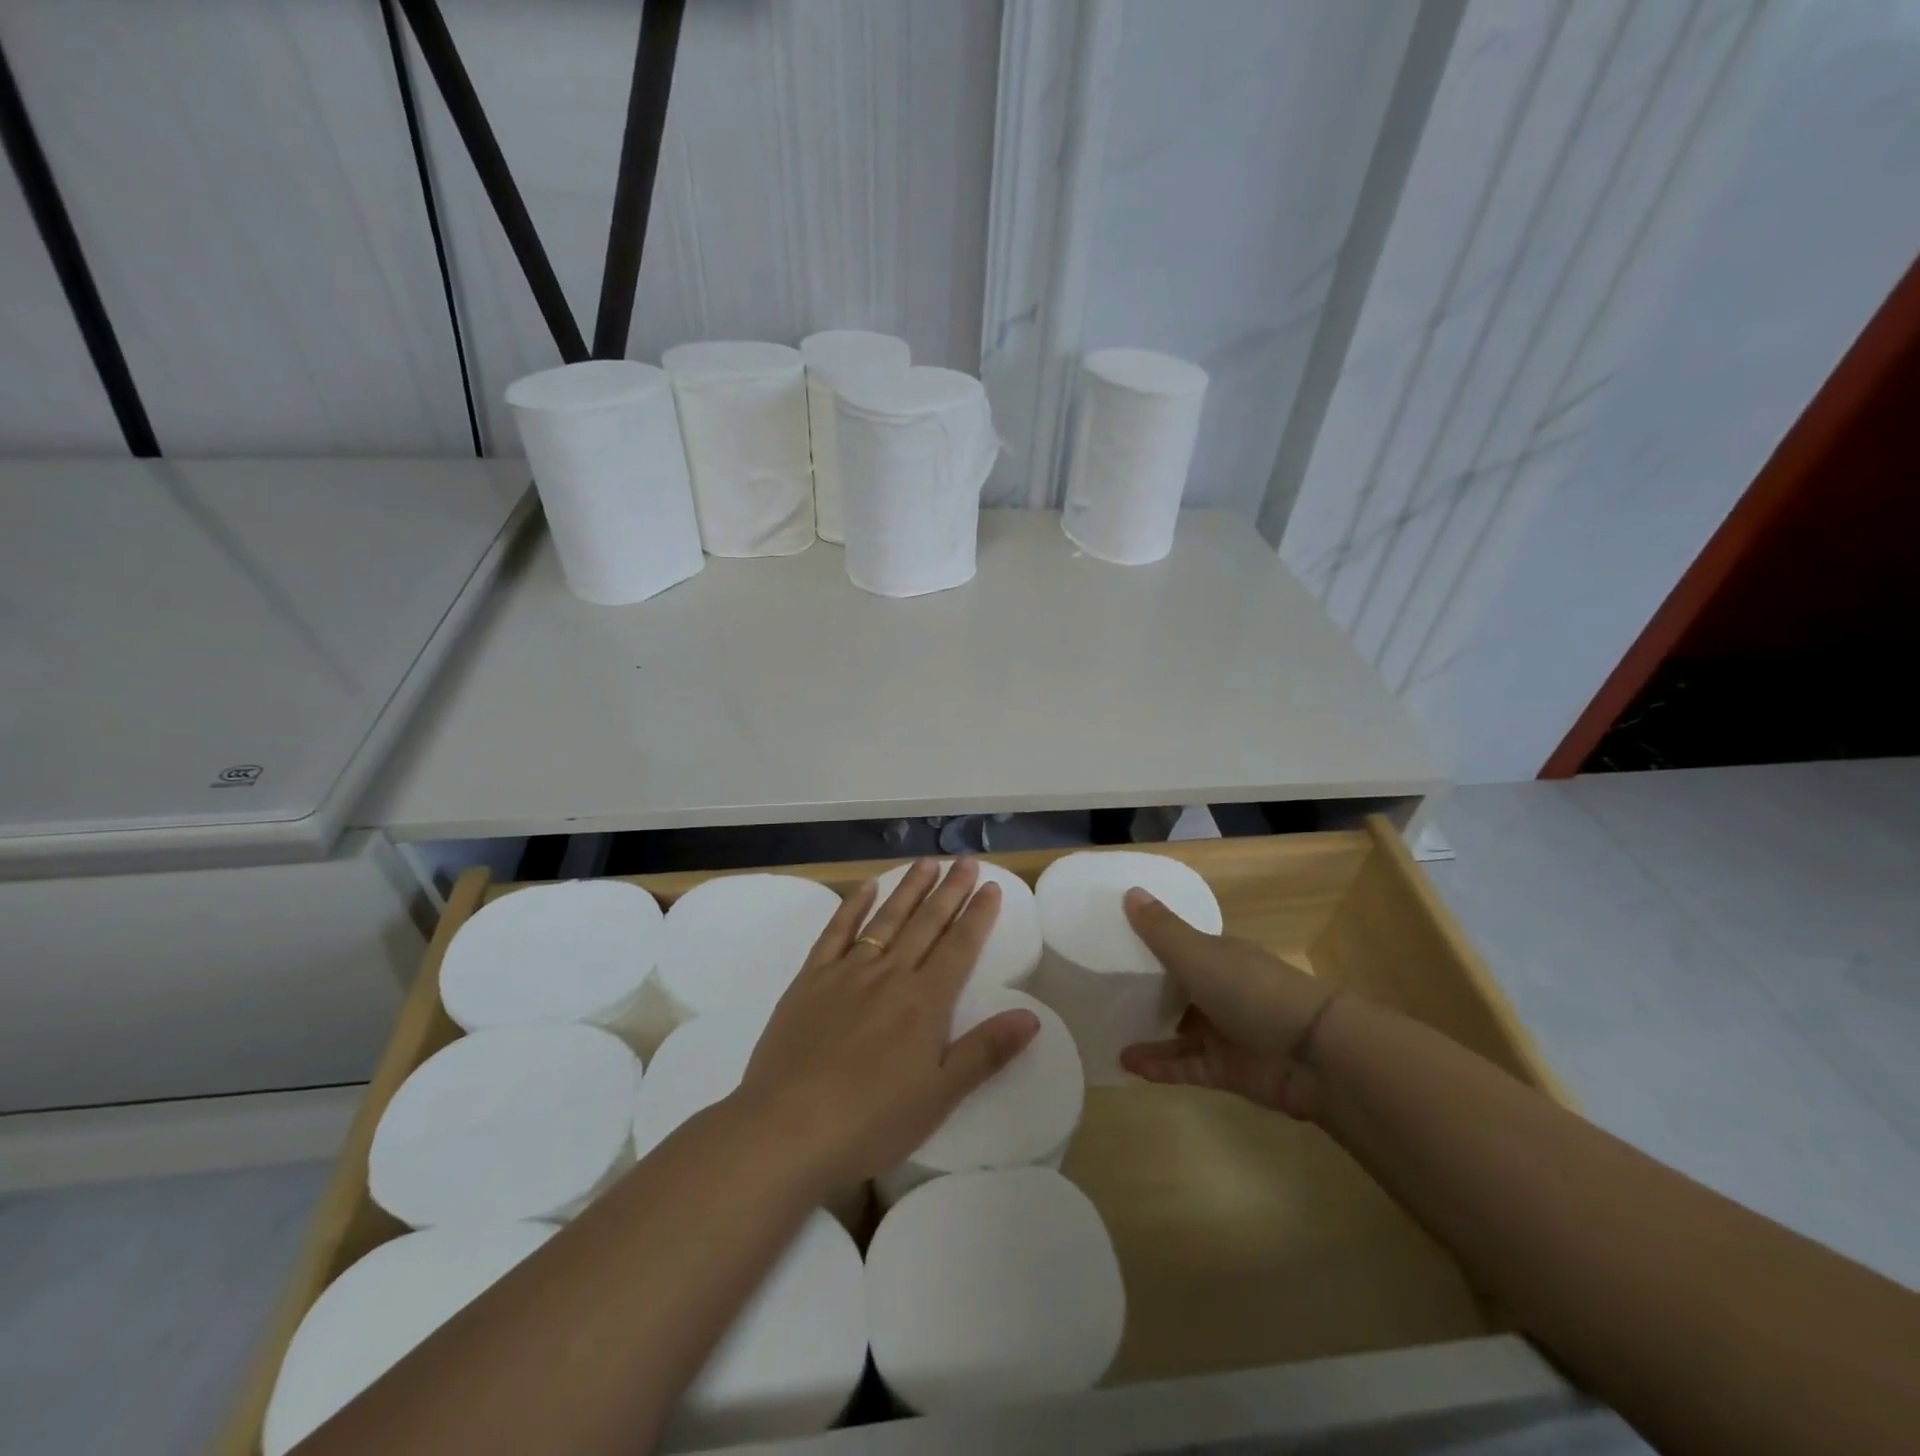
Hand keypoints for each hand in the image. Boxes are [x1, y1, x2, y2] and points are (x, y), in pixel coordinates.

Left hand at [737, 859, 1041, 1189]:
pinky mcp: (811, 979)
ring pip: (886, 920)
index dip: (978, 915)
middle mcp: (890, 975)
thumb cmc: (871, 1121)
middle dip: (950, 890)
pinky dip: (853, 907)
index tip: (991, 887)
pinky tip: (866, 888)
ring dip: (909, 889)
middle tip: (965, 860)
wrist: (788, 1128)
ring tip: (926, 863)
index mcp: (925, 1002)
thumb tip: (1031, 1015)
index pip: (960, 947)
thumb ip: (985, 1052)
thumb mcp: (940, 1096)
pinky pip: (836, 932)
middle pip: (927, 923)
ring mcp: (847, 972)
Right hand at [1118, 886, 1334, 1118]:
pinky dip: (1159, 1065)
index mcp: (1218, 956)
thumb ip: (1161, 929)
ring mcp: (1225, 1032)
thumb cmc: (1251, 990)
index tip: (1111, 942)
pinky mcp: (1226, 1070)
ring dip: (1148, 1030)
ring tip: (1107, 1029)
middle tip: (1101, 989)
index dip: (1149, 943)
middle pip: (1178, 988)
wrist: (1313, 1053)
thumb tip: (1129, 890)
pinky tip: (1126, 1063)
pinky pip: (1185, 1066)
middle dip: (1146, 989)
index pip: (1180, 945)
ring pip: (1179, 1030)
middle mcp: (1221, 991)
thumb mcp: (1198, 954)